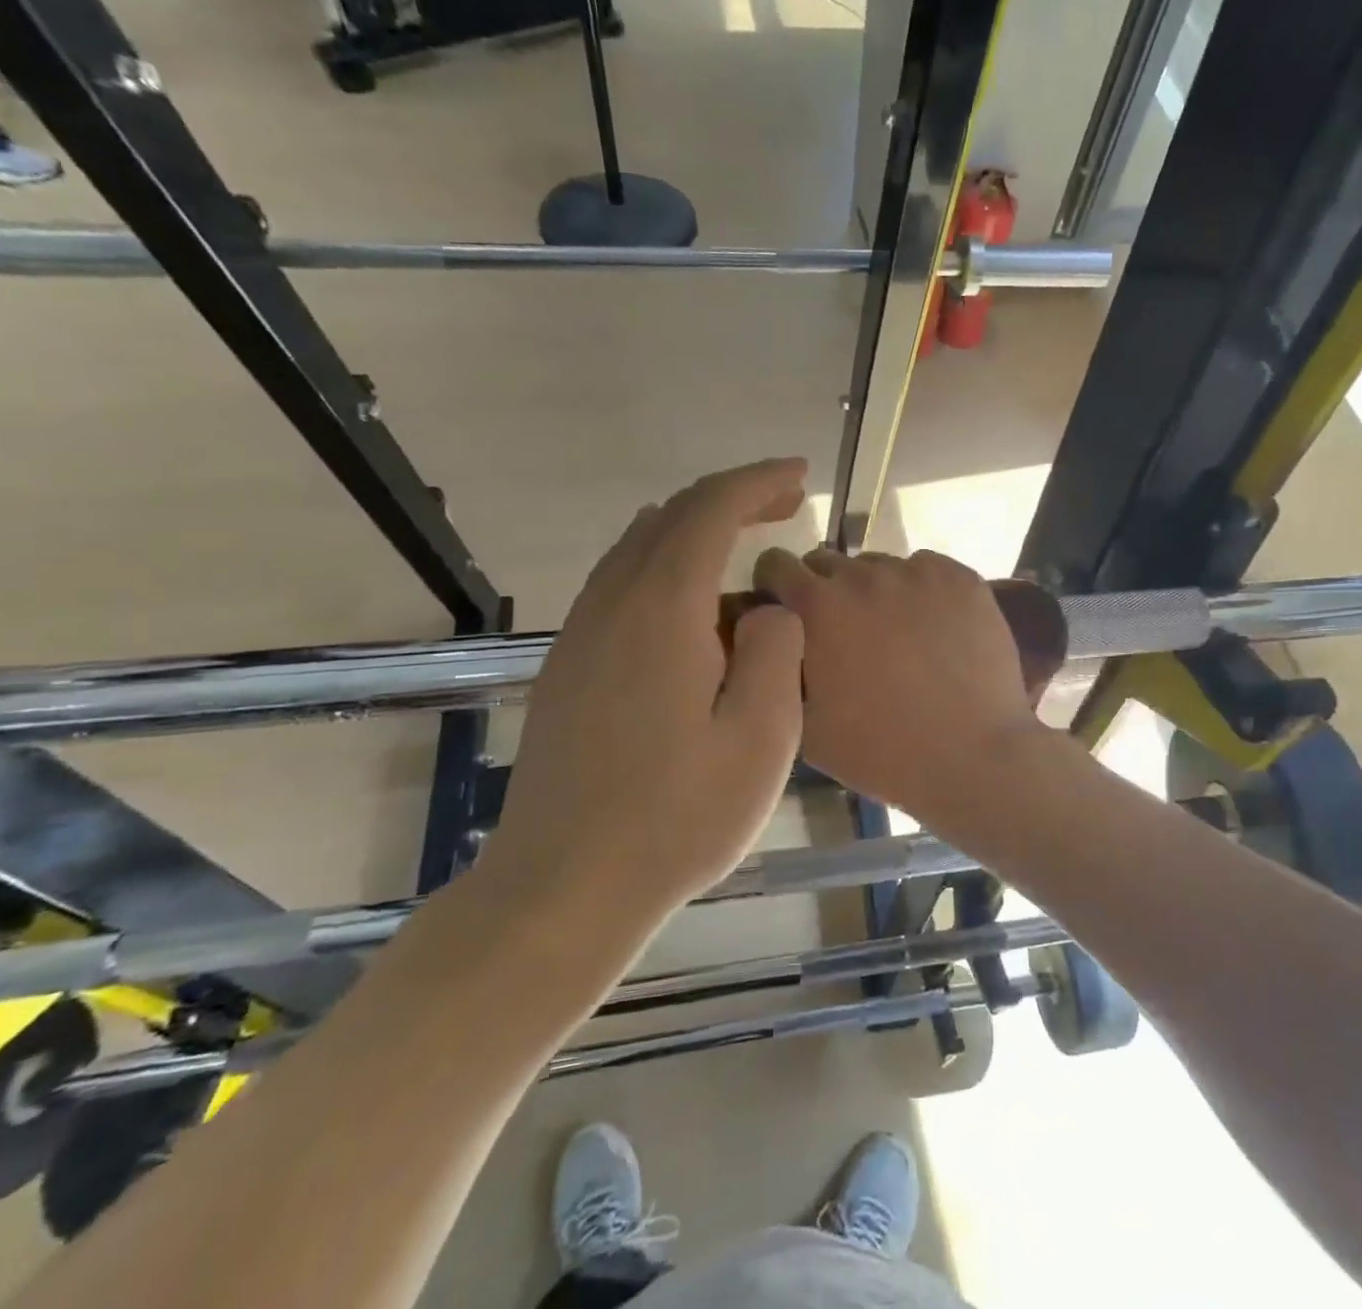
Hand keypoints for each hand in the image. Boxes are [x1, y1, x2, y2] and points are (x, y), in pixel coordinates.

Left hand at [487, 459, 808, 911]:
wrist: (563, 885)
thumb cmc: (676, 818)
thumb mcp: (762, 738)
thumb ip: (778, 652)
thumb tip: (768, 608)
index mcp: (663, 610)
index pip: (710, 510)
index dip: (758, 481)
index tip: (799, 475)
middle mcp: (613, 604)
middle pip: (670, 517)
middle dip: (731, 498)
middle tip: (784, 506)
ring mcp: (581, 635)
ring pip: (638, 547)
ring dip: (695, 531)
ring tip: (747, 553)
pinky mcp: (568, 666)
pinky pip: (620, 584)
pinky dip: (665, 567)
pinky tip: (696, 609)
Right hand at [751, 547, 1042, 819]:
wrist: (973, 756)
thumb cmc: (881, 751)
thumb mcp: (803, 725)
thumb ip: (782, 670)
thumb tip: (779, 642)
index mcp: (817, 607)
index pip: (776, 564)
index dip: (775, 583)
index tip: (785, 606)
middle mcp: (863, 575)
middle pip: (828, 563)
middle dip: (824, 590)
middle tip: (843, 631)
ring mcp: (916, 572)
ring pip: (880, 567)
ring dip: (875, 591)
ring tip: (896, 633)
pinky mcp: (961, 578)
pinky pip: (926, 570)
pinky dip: (921, 591)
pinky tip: (935, 628)